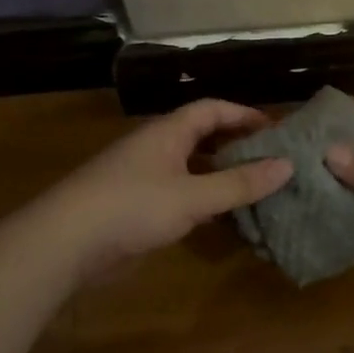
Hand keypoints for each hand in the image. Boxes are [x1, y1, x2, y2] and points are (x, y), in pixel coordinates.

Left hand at [37, 98, 293, 283]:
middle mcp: (155, 148)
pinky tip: (223, 220)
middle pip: (202, 137)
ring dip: (221, 176)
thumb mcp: (192, 196)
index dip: (244, 115)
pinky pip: (179, 196)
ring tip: (257, 190)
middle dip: (236, 146)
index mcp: (167, 133)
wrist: (66, 243)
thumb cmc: (132, 207)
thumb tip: (287, 165)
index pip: (211, 109)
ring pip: (191, 169)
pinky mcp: (136, 208)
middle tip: (273, 162)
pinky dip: (203, 201)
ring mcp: (143, 178)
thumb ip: (239, 183)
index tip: (277, 130)